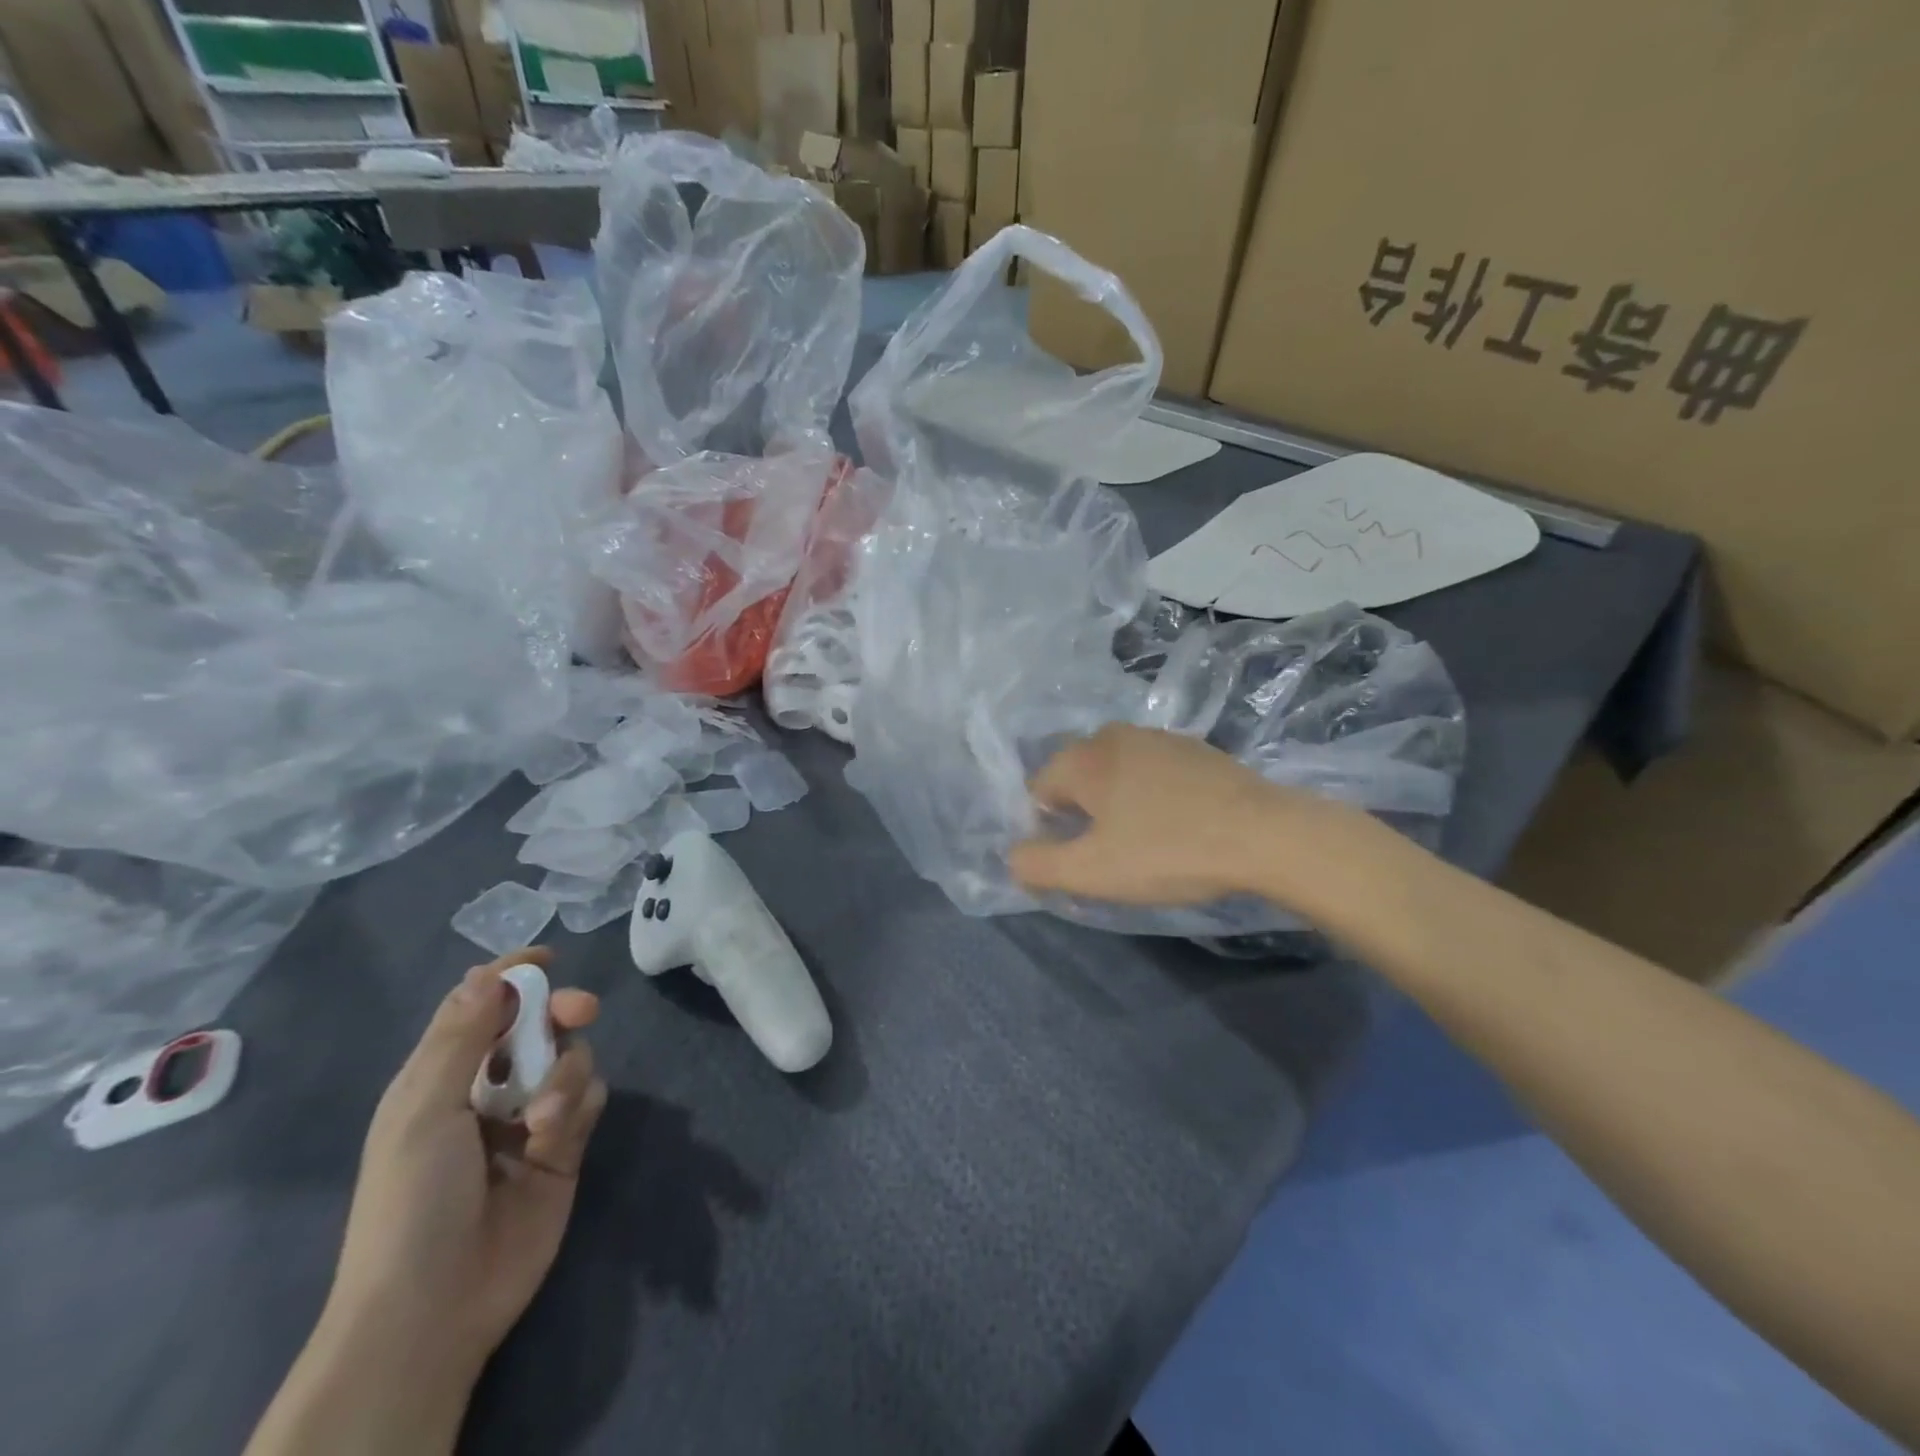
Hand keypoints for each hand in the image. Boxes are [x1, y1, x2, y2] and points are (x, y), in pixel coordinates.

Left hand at [324, 948, 607, 1379]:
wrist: (432, 1310)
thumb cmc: (411, 1203)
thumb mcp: (423, 1112)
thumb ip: (460, 1037)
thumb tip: (488, 971)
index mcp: (441, 1077)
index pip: (479, 1006)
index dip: (510, 976)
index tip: (546, 958)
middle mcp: (488, 1089)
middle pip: (537, 1024)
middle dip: (560, 1010)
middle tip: (580, 1010)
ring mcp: (528, 1119)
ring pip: (571, 1059)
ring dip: (566, 1074)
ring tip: (544, 1118)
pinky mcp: (563, 1148)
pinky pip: (590, 1100)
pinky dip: (580, 1106)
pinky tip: (556, 1136)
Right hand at [1008, 724, 1336, 908]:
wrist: (1266, 834)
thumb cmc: (1167, 851)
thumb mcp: (1091, 872)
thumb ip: (1036, 865)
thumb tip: (1014, 856)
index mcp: (1083, 757)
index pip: (1037, 792)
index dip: (1048, 832)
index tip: (1080, 863)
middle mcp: (1113, 735)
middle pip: (1076, 780)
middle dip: (1082, 818)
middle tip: (1111, 857)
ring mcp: (1158, 737)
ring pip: (1115, 775)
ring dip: (1117, 807)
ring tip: (1146, 845)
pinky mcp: (1195, 749)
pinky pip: (1151, 774)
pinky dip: (1151, 798)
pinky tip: (1178, 826)